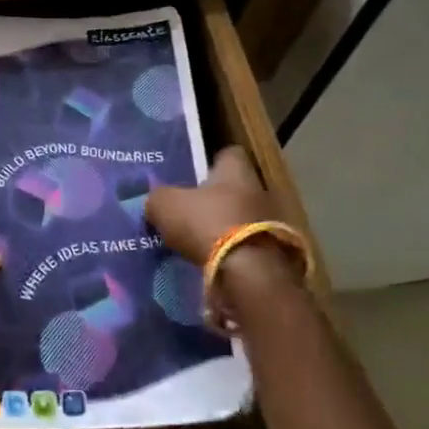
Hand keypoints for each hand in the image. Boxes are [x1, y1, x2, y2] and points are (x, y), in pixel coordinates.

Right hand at [145, 147, 300, 328]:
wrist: (249, 275)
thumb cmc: (207, 224)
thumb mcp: (165, 205)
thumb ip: (158, 198)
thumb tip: (155, 202)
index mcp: (236, 171)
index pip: (229, 154)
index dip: (210, 161)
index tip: (192, 173)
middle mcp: (259, 191)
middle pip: (234, 189)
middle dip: (213, 199)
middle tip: (187, 210)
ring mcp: (271, 224)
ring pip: (240, 219)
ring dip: (222, 228)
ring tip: (196, 241)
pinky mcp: (273, 255)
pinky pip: (246, 247)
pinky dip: (230, 254)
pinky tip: (210, 262)